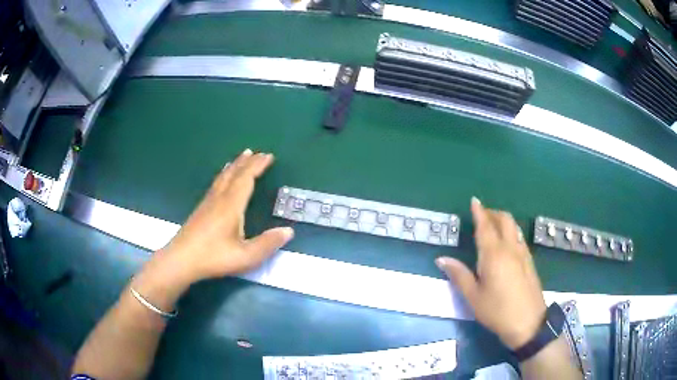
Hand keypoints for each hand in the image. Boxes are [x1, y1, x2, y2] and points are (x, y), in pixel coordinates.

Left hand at [155, 149, 293, 284]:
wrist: (181, 260)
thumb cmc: (214, 257)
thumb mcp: (246, 256)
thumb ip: (267, 244)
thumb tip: (289, 231)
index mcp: (231, 205)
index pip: (246, 179)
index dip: (258, 166)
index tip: (268, 156)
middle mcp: (219, 199)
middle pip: (234, 174)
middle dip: (247, 162)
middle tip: (258, 152)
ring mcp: (207, 203)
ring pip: (223, 177)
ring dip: (234, 166)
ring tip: (241, 157)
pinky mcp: (200, 209)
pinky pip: (216, 184)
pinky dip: (224, 175)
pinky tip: (222, 180)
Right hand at [436, 197, 545, 349]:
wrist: (528, 323)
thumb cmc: (497, 311)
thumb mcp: (473, 297)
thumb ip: (459, 275)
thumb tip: (442, 259)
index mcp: (494, 254)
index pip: (485, 226)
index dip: (479, 212)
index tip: (474, 200)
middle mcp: (510, 248)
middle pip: (504, 220)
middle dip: (493, 213)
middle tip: (481, 215)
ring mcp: (523, 254)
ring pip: (514, 227)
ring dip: (503, 221)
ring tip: (493, 227)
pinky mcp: (530, 261)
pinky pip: (519, 238)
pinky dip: (511, 232)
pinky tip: (506, 244)